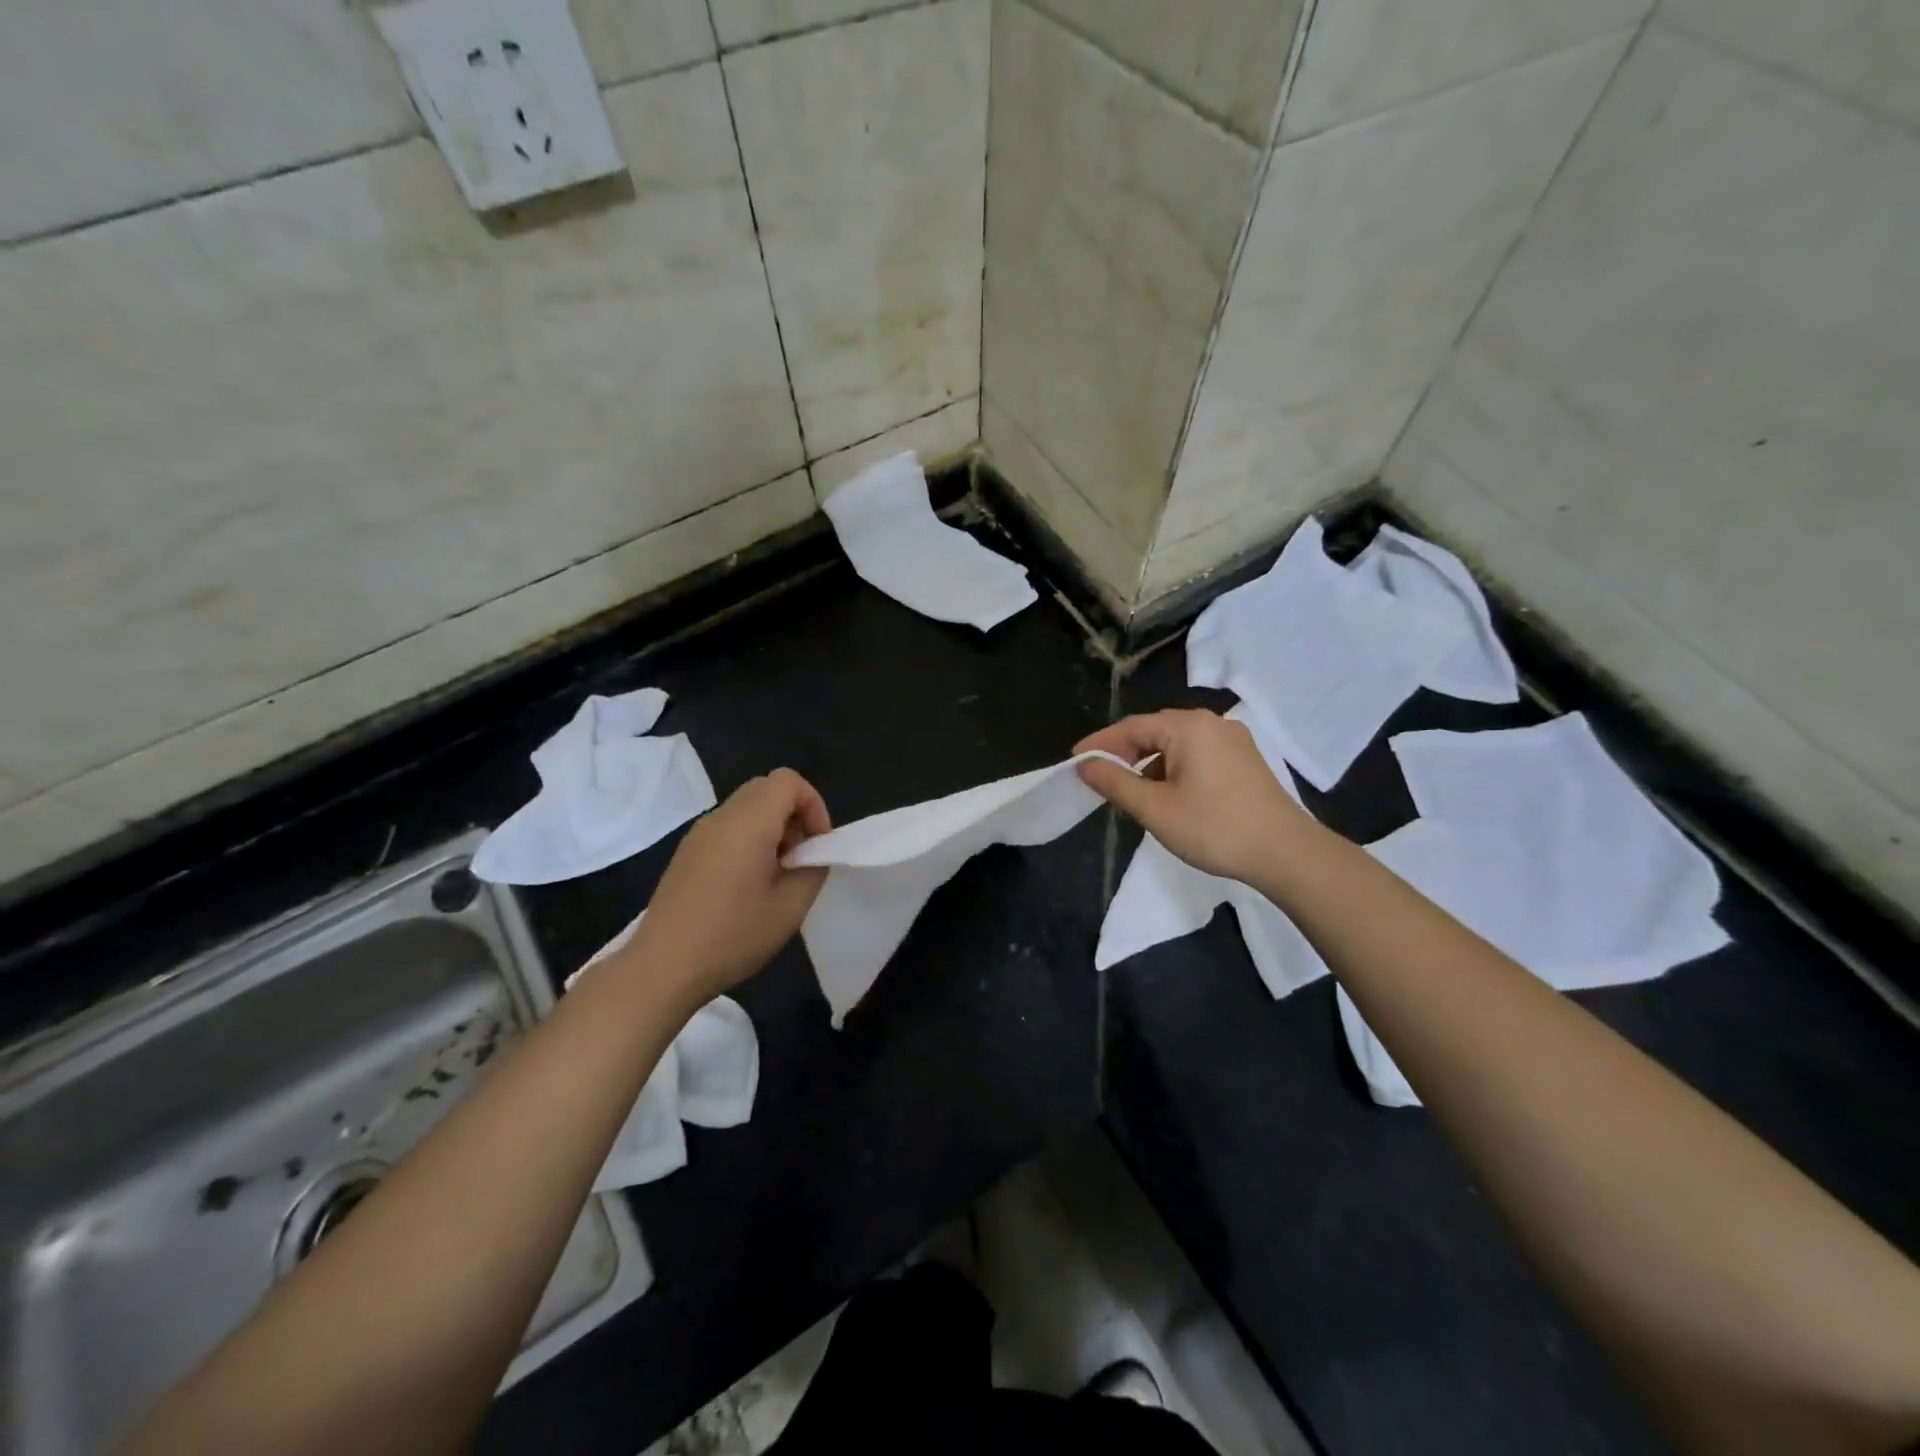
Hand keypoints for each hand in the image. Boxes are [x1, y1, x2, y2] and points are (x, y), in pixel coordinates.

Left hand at [621, 769, 830, 1007]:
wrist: (662, 968)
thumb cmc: (733, 935)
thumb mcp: (791, 907)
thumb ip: (813, 869)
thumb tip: (810, 856)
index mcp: (748, 822)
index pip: (787, 781)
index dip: (813, 804)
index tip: (817, 845)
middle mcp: (720, 818)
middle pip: (765, 788)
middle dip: (793, 814)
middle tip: (800, 857)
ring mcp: (698, 835)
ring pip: (745, 808)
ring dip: (770, 828)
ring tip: (776, 875)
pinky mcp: (685, 854)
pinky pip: (726, 828)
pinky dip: (747, 840)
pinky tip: (746, 885)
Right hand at [1074, 710, 1317, 883]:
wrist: (1286, 853)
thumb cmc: (1214, 828)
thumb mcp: (1155, 808)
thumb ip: (1116, 783)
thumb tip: (1085, 765)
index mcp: (1189, 727)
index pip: (1132, 727)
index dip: (1101, 744)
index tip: (1076, 761)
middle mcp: (1212, 723)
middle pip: (1155, 731)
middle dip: (1124, 753)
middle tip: (1098, 776)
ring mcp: (1233, 741)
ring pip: (1177, 745)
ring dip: (1149, 764)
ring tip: (1129, 791)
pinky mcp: (1245, 761)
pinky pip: (1197, 755)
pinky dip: (1173, 770)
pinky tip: (1167, 795)